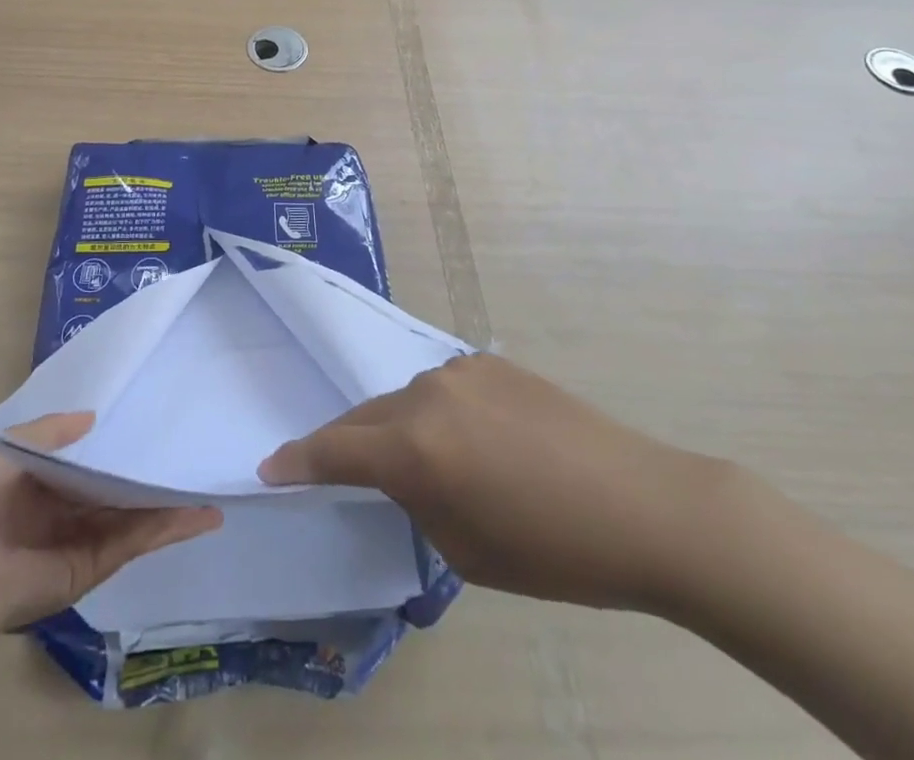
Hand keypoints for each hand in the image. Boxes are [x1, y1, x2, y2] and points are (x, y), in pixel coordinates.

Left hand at [0, 412, 221, 629]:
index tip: (150, 425)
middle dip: (150, 476)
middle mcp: (67, 510)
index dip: (117, 444)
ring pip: (136, 516)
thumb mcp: (9, 448)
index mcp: (43, 483)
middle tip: (187, 456)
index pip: (89, 461)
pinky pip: (137, 540)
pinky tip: (198, 516)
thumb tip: (93, 417)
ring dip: (171, 505)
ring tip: (209, 492)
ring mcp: (84, 539)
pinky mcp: (95, 565)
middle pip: (118, 489)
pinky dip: (168, 529)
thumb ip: (50, 430)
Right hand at [259, 353, 727, 612]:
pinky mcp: (490, 362)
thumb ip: (416, 500)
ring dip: (397, 429)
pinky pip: (443, 389)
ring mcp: (460, 370)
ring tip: (421, 463)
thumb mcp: (465, 550)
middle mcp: (426, 395)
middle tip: (333, 469)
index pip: (335, 450)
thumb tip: (407, 473)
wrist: (643, 505)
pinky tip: (470, 441)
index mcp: (415, 448)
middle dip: (346, 444)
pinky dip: (438, 414)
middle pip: (366, 418)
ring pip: (404, 400)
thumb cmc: (553, 552)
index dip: (298, 460)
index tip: (270, 467)